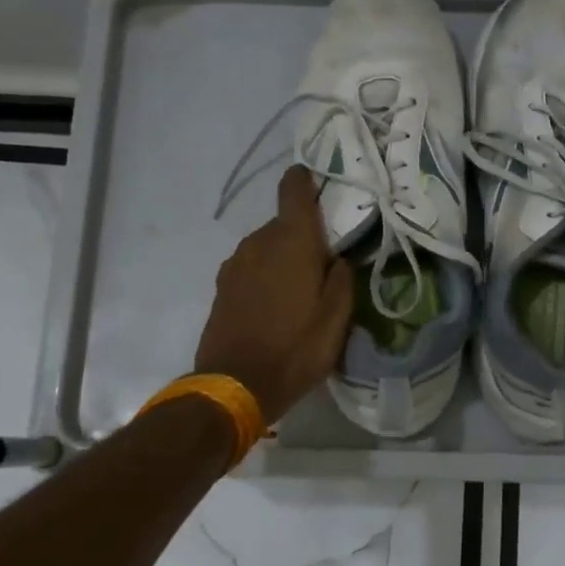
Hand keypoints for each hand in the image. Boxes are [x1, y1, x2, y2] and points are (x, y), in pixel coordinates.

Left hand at [194, 166, 353, 422]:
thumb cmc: (295, 349)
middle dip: (305, 236)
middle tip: (326, 264)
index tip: (321, 186)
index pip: (294, 187)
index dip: (306, 180)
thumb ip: (342, 278)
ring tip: (302, 291)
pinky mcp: (222, 286)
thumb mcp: (337, 318)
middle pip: (285, 223)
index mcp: (291, 240)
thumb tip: (338, 257)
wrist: (234, 385)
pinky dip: (266, 276)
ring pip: (267, 246)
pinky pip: (252, 267)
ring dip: (284, 258)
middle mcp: (259, 241)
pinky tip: (277, 305)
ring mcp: (235, 263)